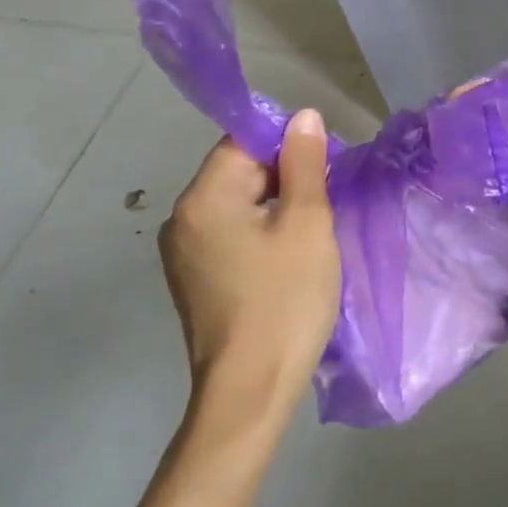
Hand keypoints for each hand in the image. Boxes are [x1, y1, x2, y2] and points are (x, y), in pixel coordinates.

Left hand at [158, 109, 339, 404]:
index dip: (288, 146)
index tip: (324, 170)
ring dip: (276, 206)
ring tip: (312, 232)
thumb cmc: (285, 299)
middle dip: (284, 177)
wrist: (252, 390)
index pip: (244, 142)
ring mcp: (184, 252)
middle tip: (326, 203)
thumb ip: (304, 163)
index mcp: (203, 198)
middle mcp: (182, 218)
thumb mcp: (307, 222)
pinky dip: (261, 232)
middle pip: (239, 171)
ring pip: (238, 204)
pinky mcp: (195, 279)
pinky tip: (289, 257)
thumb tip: (304, 116)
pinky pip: (231, 234)